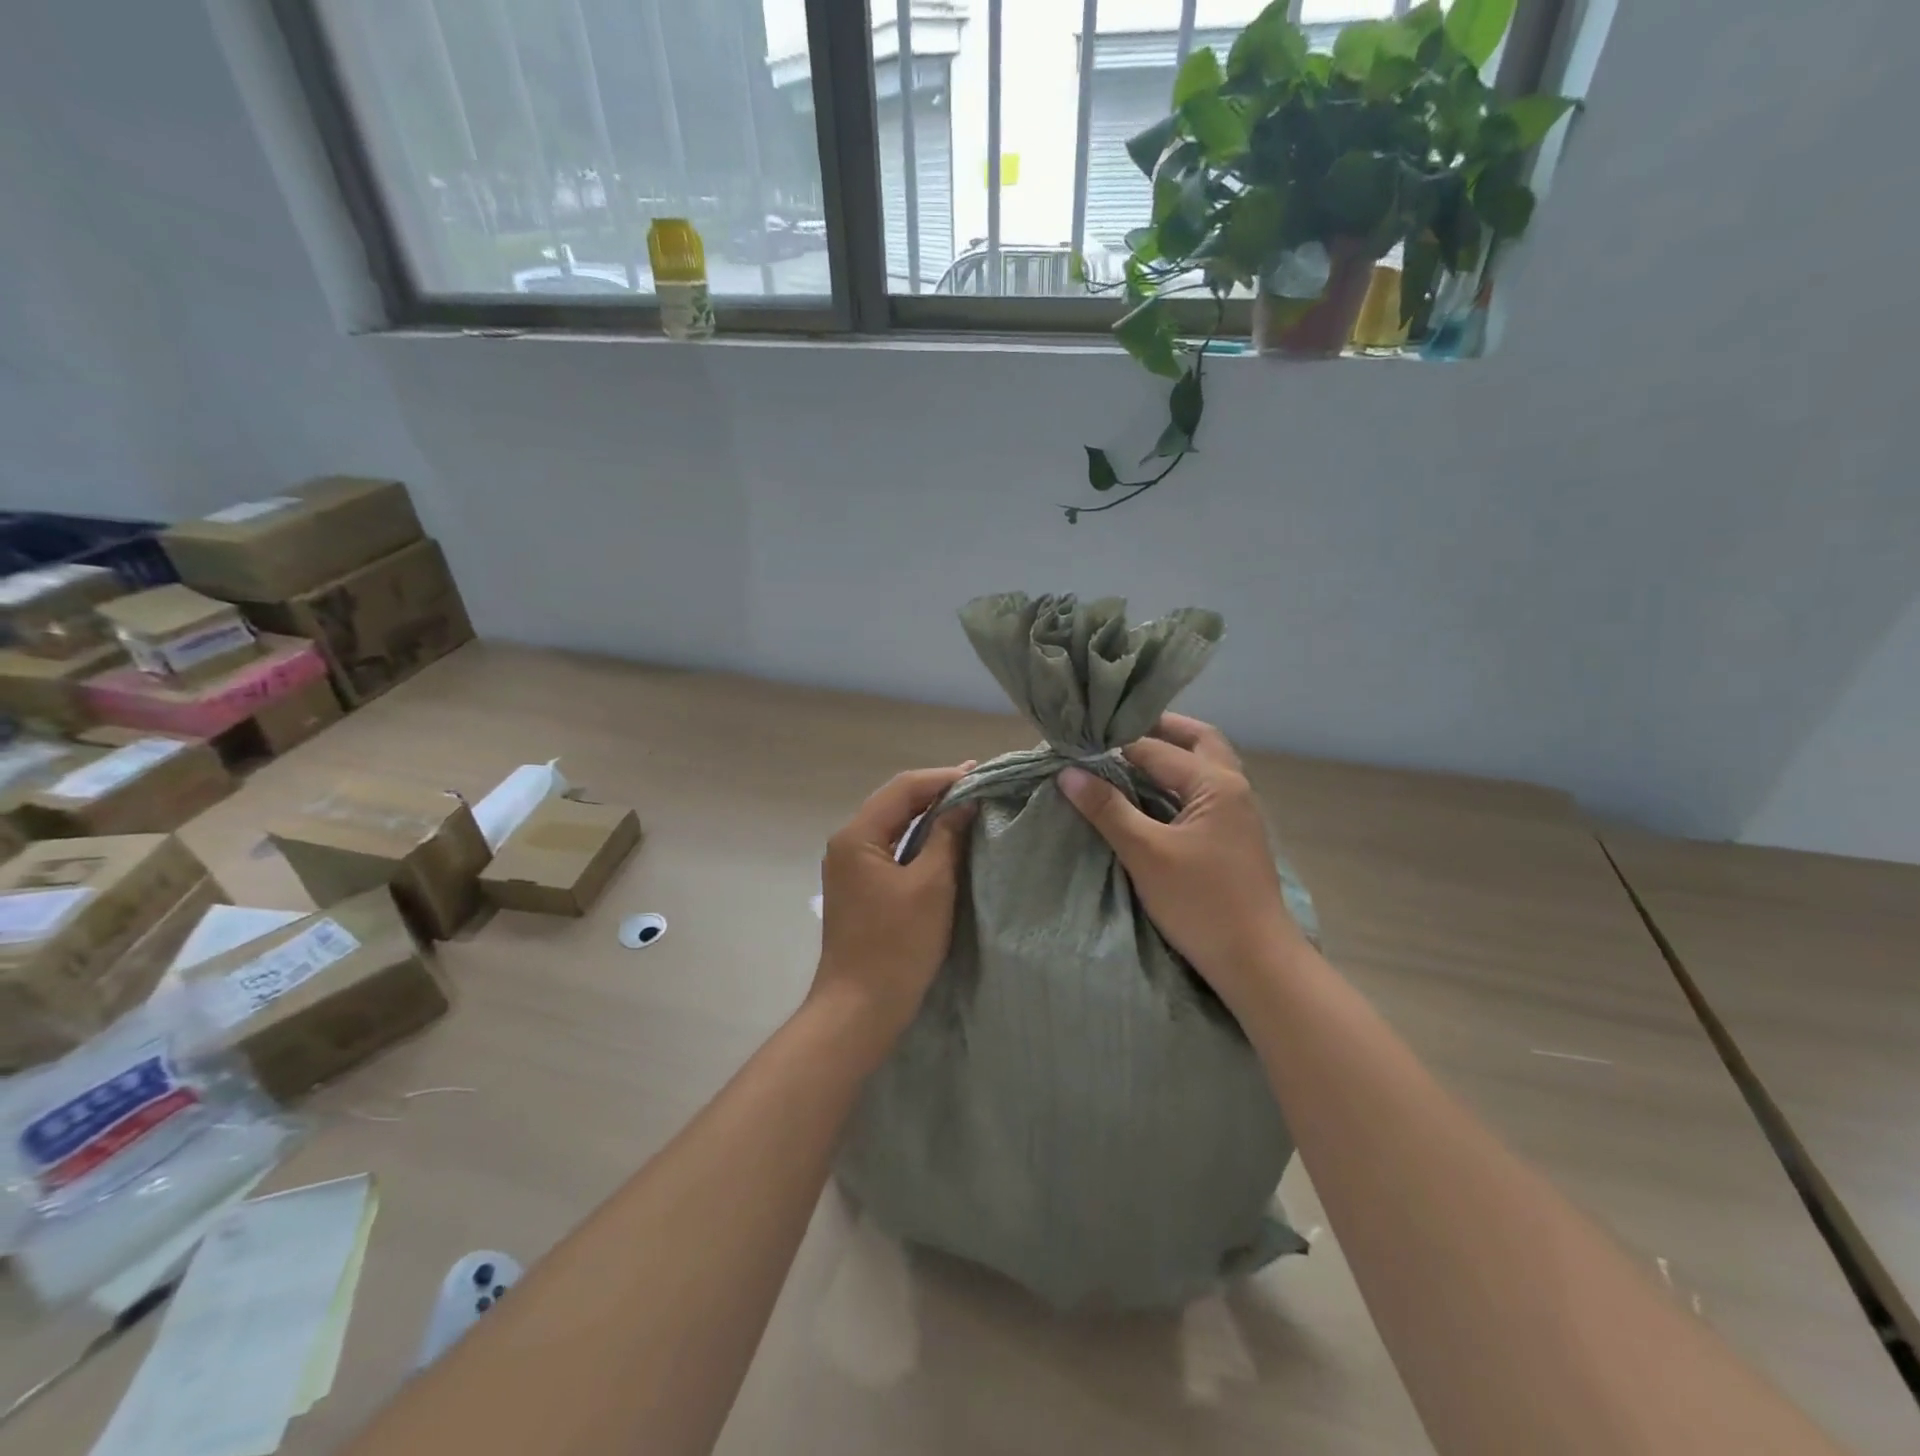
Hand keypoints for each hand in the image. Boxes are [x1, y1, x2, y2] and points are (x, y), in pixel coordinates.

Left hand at [812, 764, 976, 1056]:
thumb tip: (966, 802)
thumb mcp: (931, 886)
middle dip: (936, 792)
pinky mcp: (860, 888)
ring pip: (893, 825)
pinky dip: (919, 840)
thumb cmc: (897, 945)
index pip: (903, 788)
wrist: (860, 1009)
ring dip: (929, 815)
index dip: (943, 777)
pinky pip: (892, 849)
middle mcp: (847, 843)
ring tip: (968, 804)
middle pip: (895, 802)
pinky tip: (945, 839)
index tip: (981, 773)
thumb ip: (947, 837)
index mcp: (857, 836)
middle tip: (979, 784)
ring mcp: (850, 867)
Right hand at [1058, 714, 1306, 1016]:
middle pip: (1198, 741)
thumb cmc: (1201, 903)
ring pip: (1205, 766)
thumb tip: (1068, 772)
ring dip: (1173, 755)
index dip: (1114, 745)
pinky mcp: (1235, 837)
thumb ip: (1107, 809)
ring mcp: (1239, 813)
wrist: (1256, 961)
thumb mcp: (1146, 854)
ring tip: (1128, 759)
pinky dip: (1178, 782)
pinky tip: (1152, 797)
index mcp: (1216, 784)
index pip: (1156, 749)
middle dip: (1159, 730)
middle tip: (1116, 731)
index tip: (1078, 743)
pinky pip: (1205, 792)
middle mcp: (1234, 788)